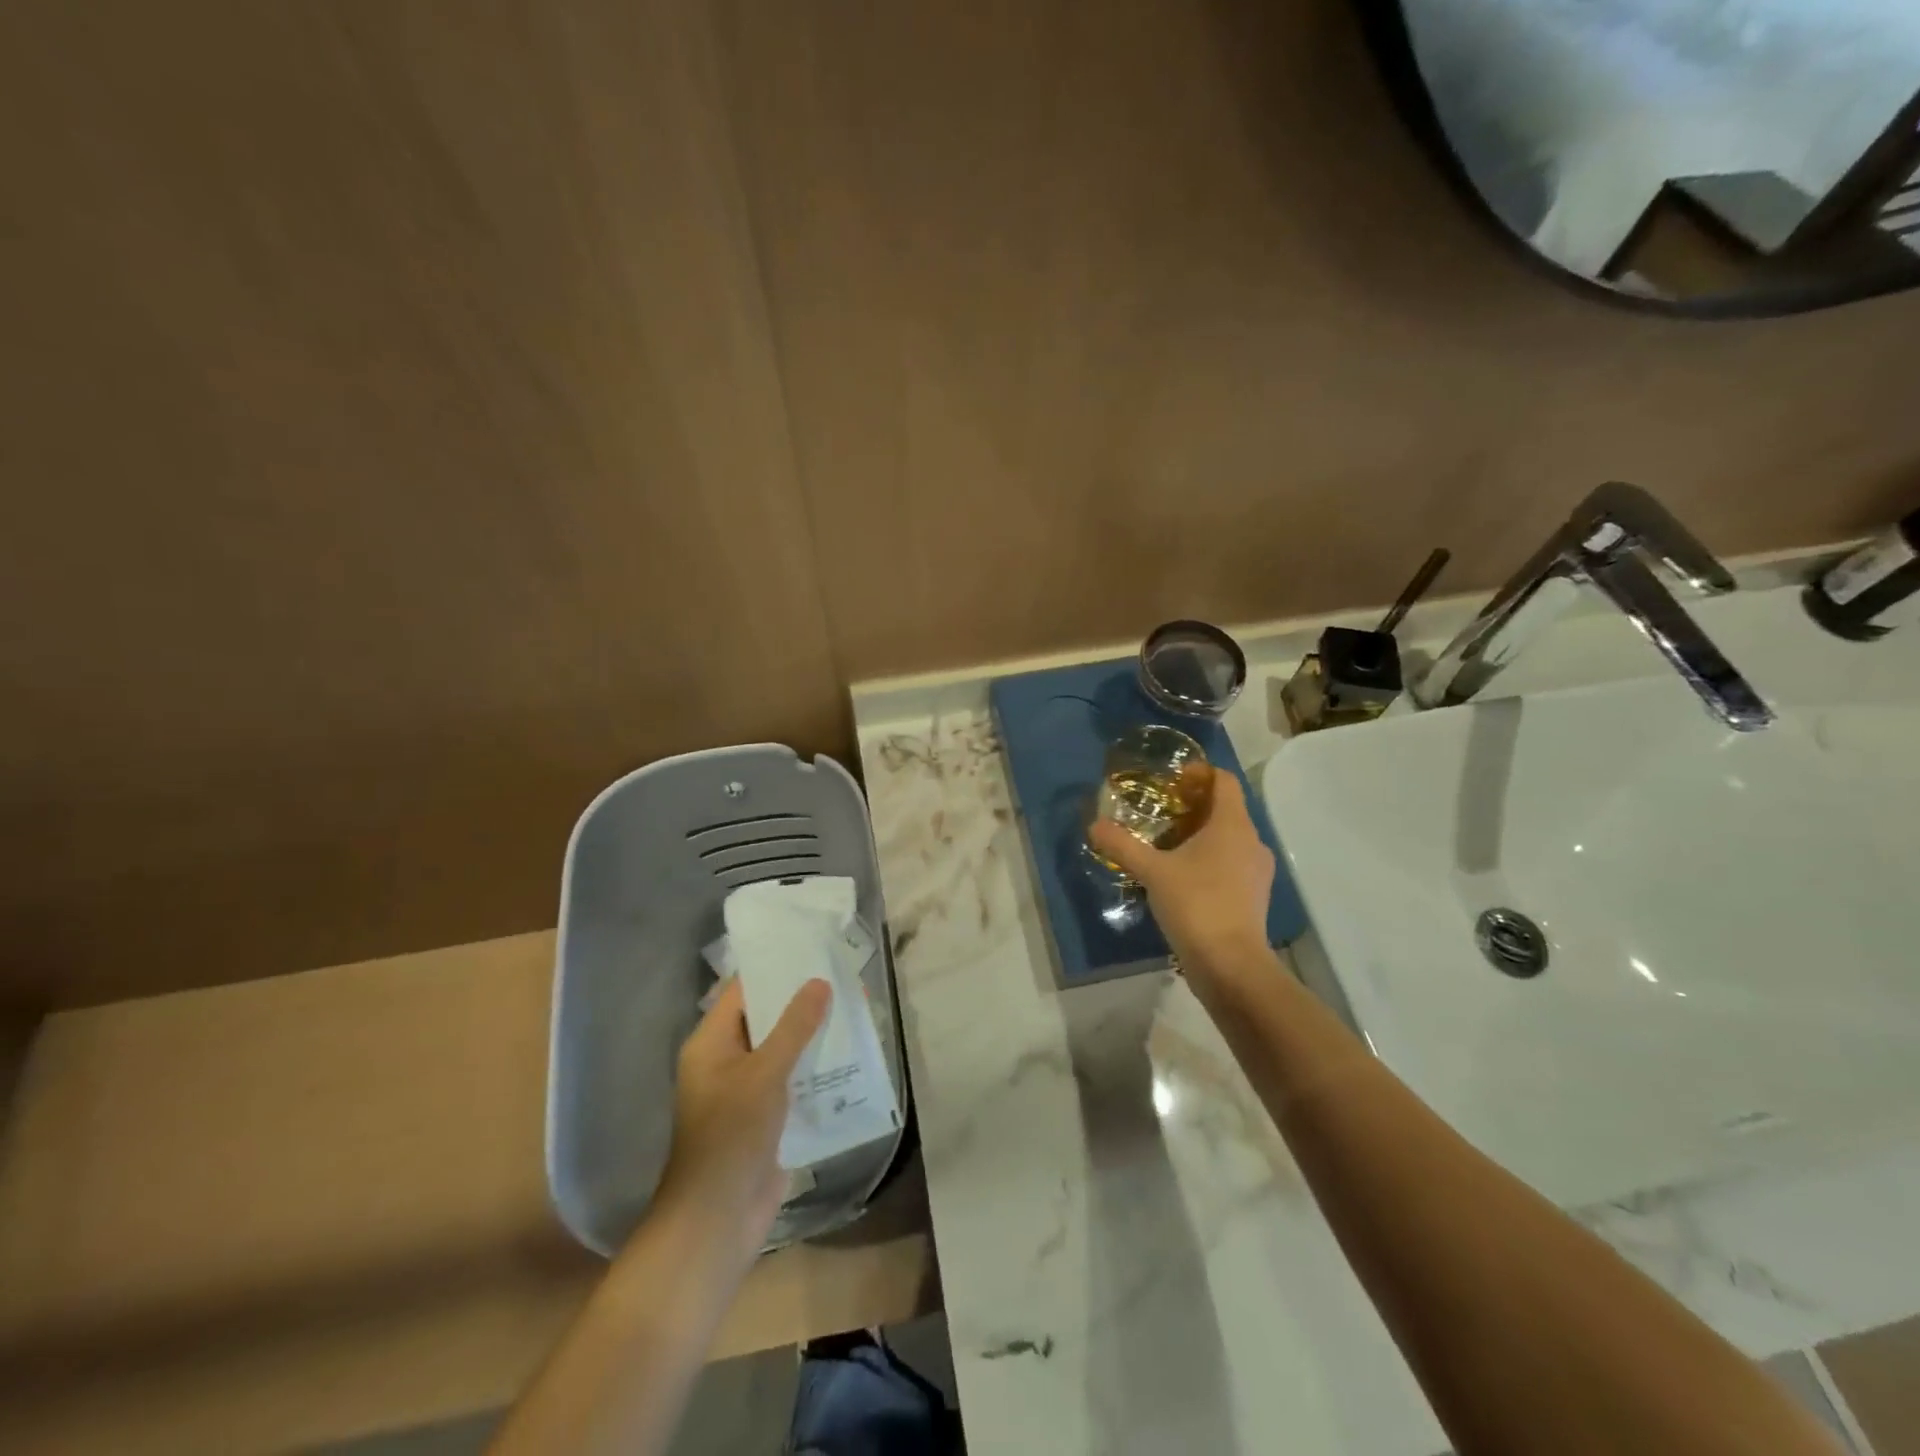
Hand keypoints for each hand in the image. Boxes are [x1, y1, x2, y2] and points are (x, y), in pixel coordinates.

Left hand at [653, 977, 831, 1267]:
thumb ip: (794, 1027)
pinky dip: (817, 1069)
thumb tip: (820, 982)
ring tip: (854, 1009)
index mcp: (711, 1044)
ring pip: (784, 1051)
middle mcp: (726, 1062)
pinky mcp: (767, 1118)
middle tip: (842, 976)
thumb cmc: (731, 1135)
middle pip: (766, 1020)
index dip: (774, 970)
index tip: (810, 950)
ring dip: (814, 1035)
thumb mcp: (764, 1073)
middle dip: (802, 1002)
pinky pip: (794, 1082)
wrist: (719, 1219)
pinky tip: (851, 1056)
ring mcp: (746, 1092)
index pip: (742, 992)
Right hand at [1089, 765, 1273, 982]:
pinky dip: (1209, 861)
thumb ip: (1123, 845)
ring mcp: (1257, 872)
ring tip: (1166, 845)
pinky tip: (1181, 877)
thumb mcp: (1152, 871)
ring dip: (1201, 835)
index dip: (1200, 773)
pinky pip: (1231, 864)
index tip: (1172, 780)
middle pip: (1226, 809)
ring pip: (1230, 839)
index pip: (1225, 781)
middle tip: (1160, 812)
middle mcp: (1252, 841)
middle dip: (1194, 806)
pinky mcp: (1253, 897)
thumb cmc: (1196, 904)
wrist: (1230, 966)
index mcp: (1233, 825)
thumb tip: (1095, 825)